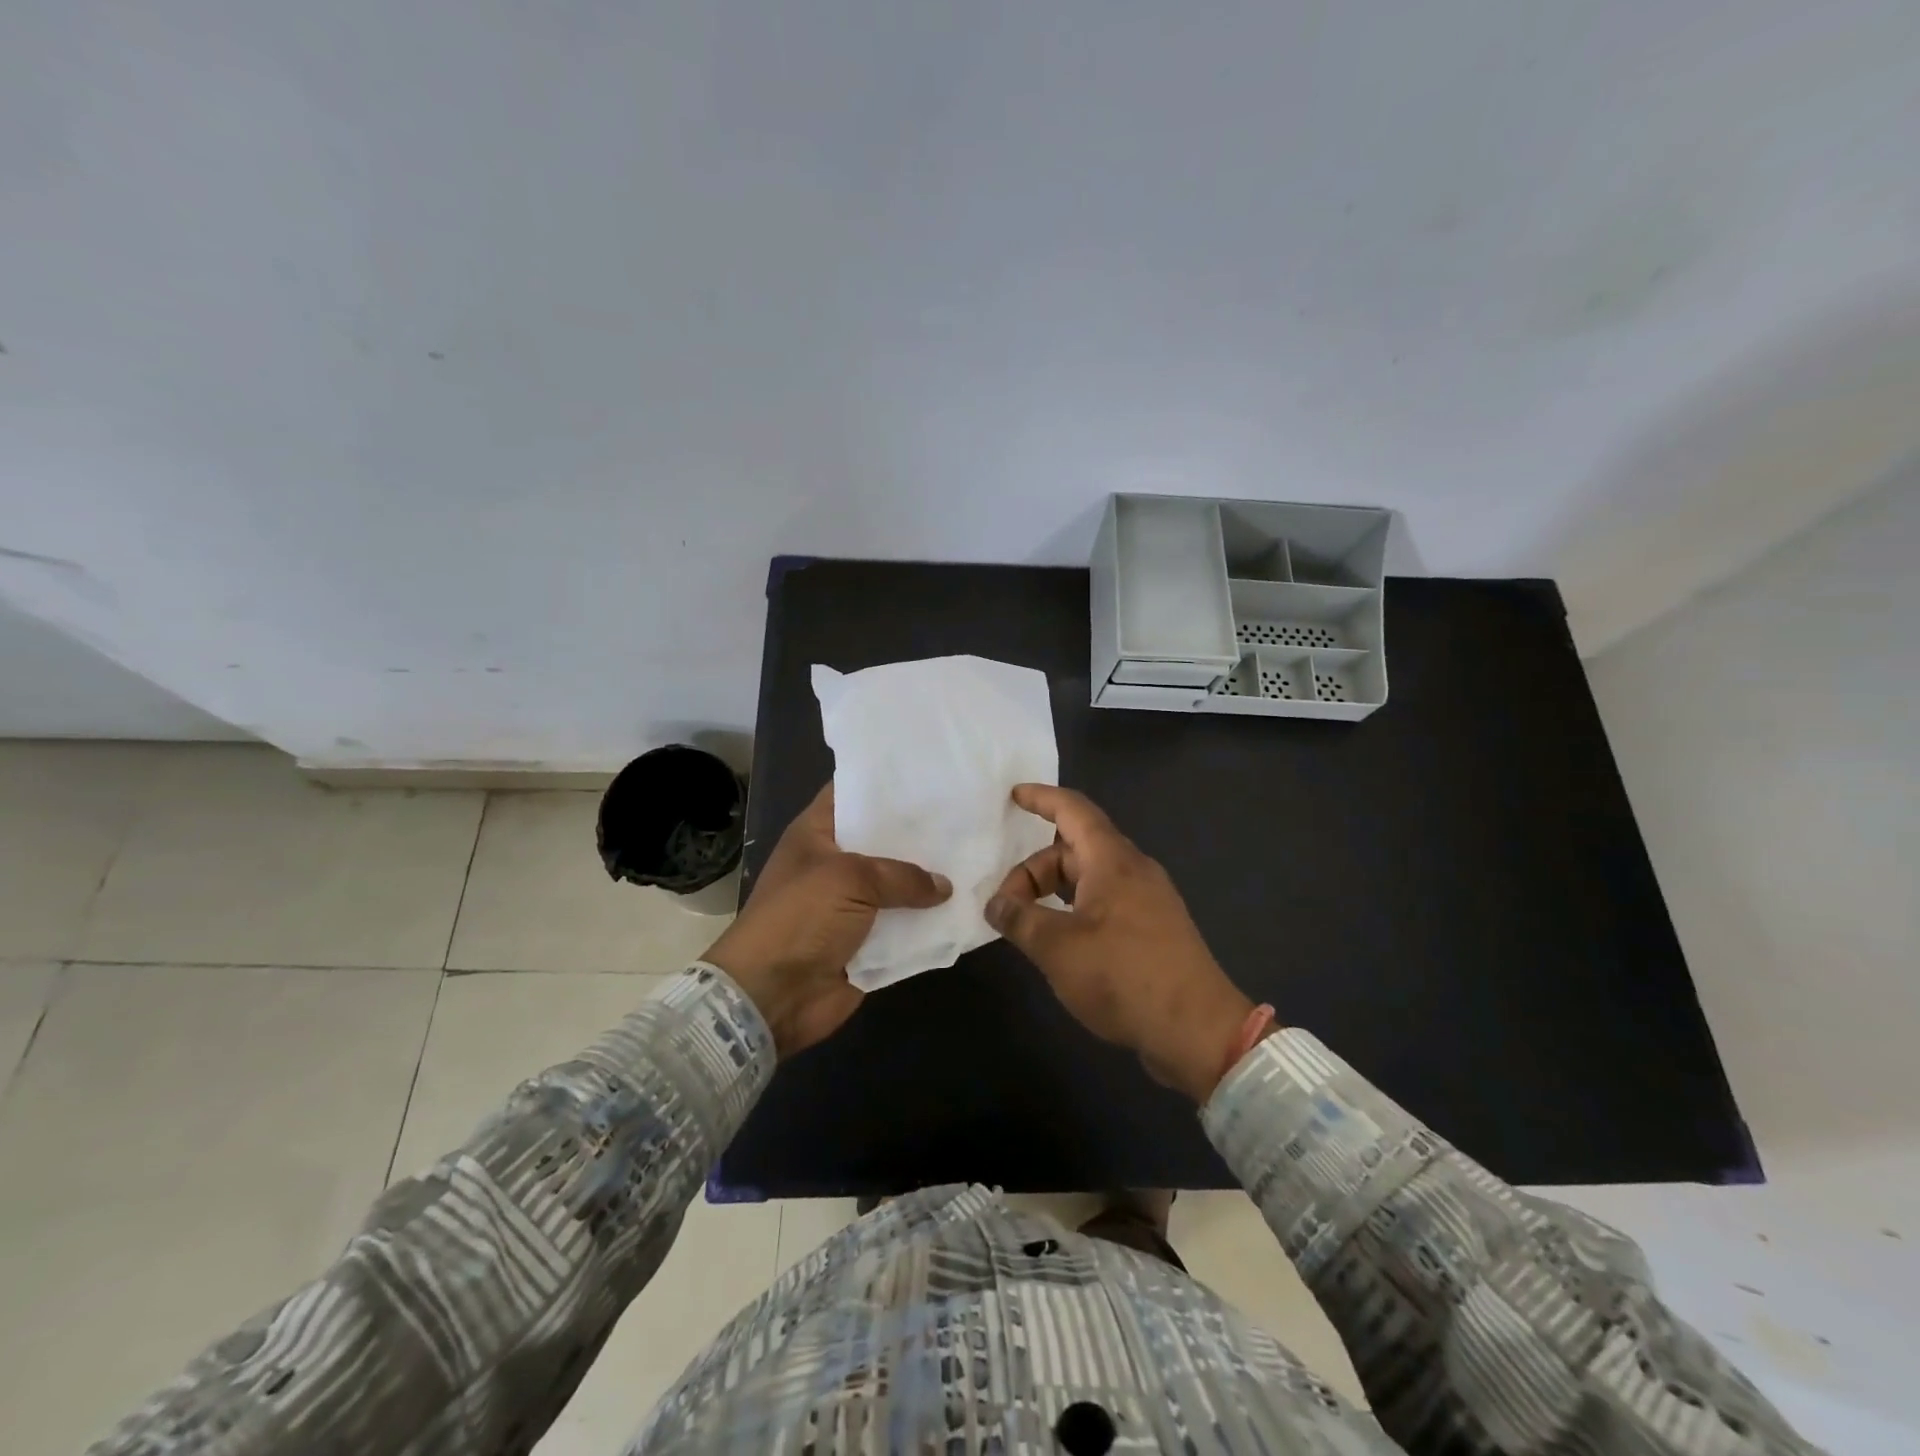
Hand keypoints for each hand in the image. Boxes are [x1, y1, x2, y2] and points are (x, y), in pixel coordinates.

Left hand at [704, 784, 950, 1057]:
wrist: (773, 995)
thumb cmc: (801, 917)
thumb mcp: (850, 878)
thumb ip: (902, 875)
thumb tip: (944, 886)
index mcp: (818, 834)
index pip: (853, 794)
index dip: (886, 783)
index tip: (930, 773)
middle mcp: (836, 863)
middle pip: (883, 840)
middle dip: (920, 832)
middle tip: (967, 813)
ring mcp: (852, 905)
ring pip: (899, 886)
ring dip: (930, 881)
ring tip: (977, 857)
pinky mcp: (868, 942)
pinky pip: (904, 927)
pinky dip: (928, 923)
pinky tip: (966, 906)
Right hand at [986, 784, 1256, 1102]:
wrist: (1198, 1031)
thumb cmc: (1124, 976)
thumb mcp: (1058, 948)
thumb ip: (1020, 920)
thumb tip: (995, 904)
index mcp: (1112, 860)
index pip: (1073, 810)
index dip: (1041, 798)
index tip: (1013, 796)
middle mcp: (1133, 870)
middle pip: (1074, 849)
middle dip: (1034, 869)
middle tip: (1004, 906)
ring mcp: (1147, 900)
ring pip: (1089, 878)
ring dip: (1052, 892)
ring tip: (1025, 923)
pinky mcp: (1153, 930)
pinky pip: (1104, 902)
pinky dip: (1073, 909)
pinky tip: (1059, 942)